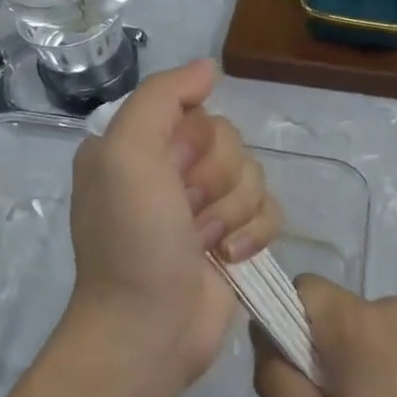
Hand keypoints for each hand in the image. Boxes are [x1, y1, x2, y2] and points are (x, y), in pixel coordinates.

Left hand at [67, 60, 280, 396]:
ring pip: (254, 174)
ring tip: (203, 243)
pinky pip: (270, 209)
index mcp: (137, 144)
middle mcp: (169, 169)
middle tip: (186, 212)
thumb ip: (163, 96)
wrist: (149, 329)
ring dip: (232, 211)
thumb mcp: (126, 152)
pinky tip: (229, 259)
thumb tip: (210, 67)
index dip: (194, 140)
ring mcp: (203, 206)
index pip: (195, 110)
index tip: (172, 171)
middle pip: (230, 141)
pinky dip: (254, 233)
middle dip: (215, 179)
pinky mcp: (233, 237)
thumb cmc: (133, 239)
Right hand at [252, 275, 396, 396]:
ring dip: (352, 357)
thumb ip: (275, 377)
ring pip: (361, 325)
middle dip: (320, 347)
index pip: (302, 287)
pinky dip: (382, 363)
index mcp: (356, 322)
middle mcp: (391, 307)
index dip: (285, 321)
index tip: (296, 373)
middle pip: (332, 308)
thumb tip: (264, 332)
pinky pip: (392, 337)